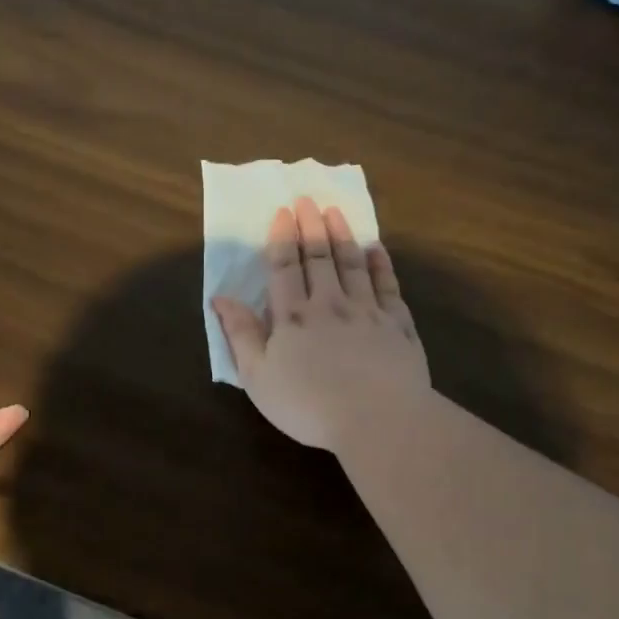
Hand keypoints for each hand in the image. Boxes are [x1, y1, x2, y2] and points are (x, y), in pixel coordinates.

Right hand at [211, 196, 430, 450]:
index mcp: (293, 316)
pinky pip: (388, 286)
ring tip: (336, 212)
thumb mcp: (258, 377)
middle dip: (311, 226)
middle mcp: (330, 304)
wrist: (378, 419)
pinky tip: (378, 250)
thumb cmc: (309, 404)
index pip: (285, 268)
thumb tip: (220, 298)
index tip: (282, 211)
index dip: (282, 238)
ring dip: (343, 236)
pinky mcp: (398, 325)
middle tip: (308, 199)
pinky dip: (381, 265)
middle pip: (319, 257)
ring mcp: (368, 311)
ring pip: (353, 264)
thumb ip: (241, 335)